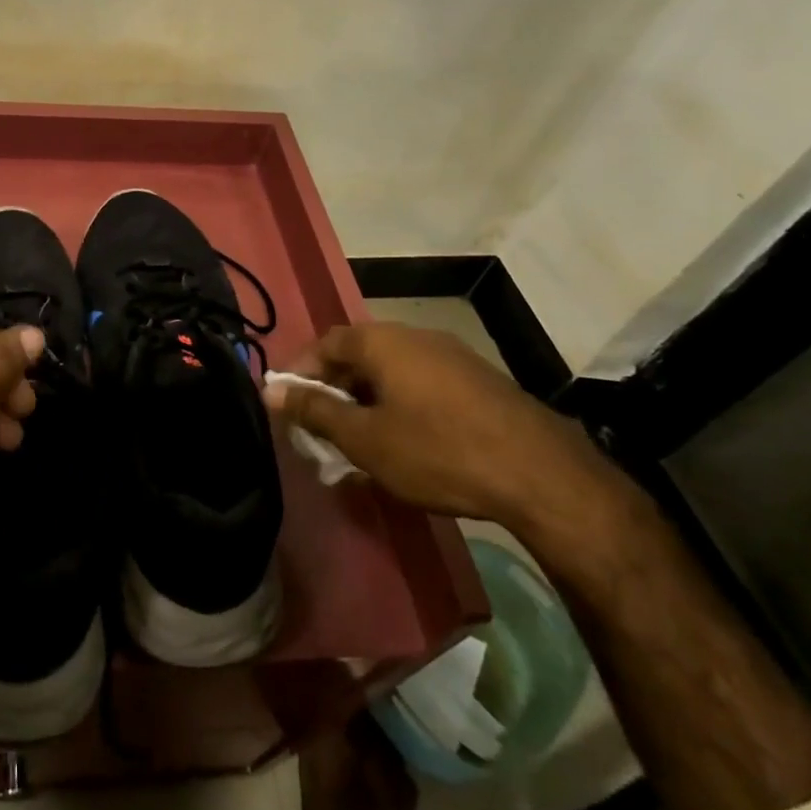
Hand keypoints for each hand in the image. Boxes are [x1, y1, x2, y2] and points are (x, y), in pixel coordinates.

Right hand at [262, 322, 605, 525]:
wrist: (541, 475)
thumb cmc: (437, 451)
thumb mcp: (364, 439)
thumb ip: (314, 411)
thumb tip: (269, 390)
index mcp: (380, 340)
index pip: (324, 344)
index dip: (300, 372)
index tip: (287, 404)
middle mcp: (413, 335)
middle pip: (358, 354)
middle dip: (334, 388)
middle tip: (321, 426)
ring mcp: (451, 354)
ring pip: (391, 369)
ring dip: (368, 398)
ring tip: (360, 437)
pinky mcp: (478, 379)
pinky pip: (421, 381)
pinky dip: (401, 402)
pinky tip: (406, 438)